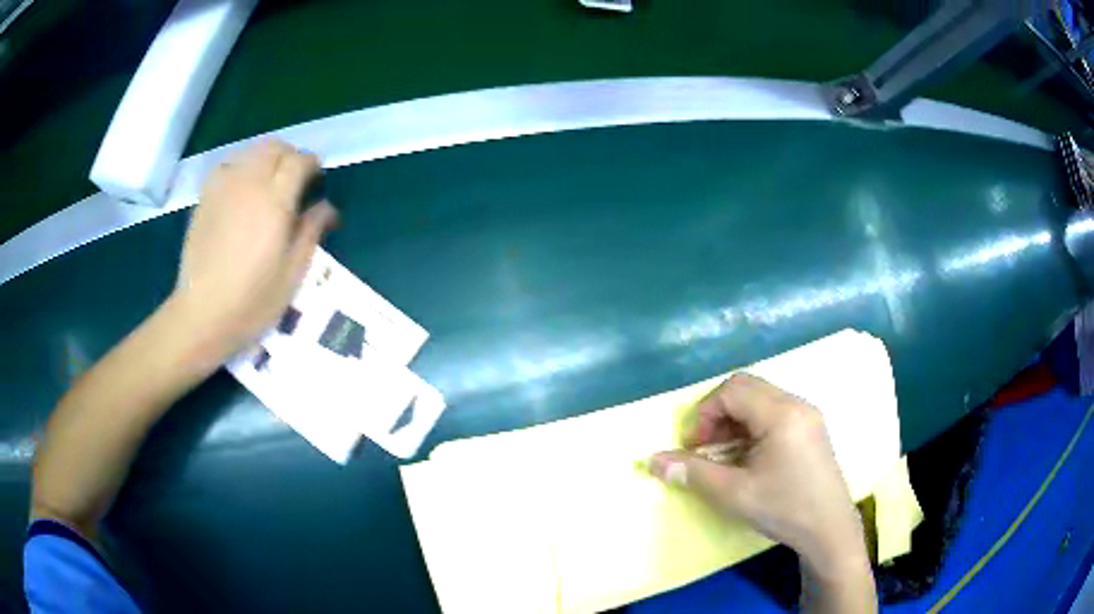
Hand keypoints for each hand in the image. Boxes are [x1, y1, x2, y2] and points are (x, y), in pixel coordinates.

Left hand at [171, 139, 336, 362]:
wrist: (202, 315)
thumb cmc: (252, 302)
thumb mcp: (292, 274)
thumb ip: (311, 232)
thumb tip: (327, 206)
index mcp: (275, 202)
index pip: (298, 161)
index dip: (312, 164)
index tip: (317, 178)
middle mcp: (249, 184)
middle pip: (274, 147)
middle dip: (289, 155)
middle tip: (296, 178)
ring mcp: (223, 189)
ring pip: (250, 151)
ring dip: (266, 158)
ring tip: (269, 182)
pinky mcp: (205, 198)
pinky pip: (228, 166)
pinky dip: (241, 167)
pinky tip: (242, 189)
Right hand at [649, 373, 866, 571]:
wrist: (829, 529)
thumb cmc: (783, 509)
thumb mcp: (733, 494)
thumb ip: (692, 473)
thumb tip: (654, 460)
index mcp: (781, 414)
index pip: (732, 389)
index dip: (705, 413)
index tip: (694, 447)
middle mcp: (796, 404)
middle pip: (746, 387)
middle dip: (718, 414)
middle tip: (707, 447)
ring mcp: (807, 414)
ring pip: (760, 399)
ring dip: (735, 420)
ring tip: (725, 455)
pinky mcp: (811, 428)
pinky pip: (775, 412)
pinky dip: (752, 426)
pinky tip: (749, 457)